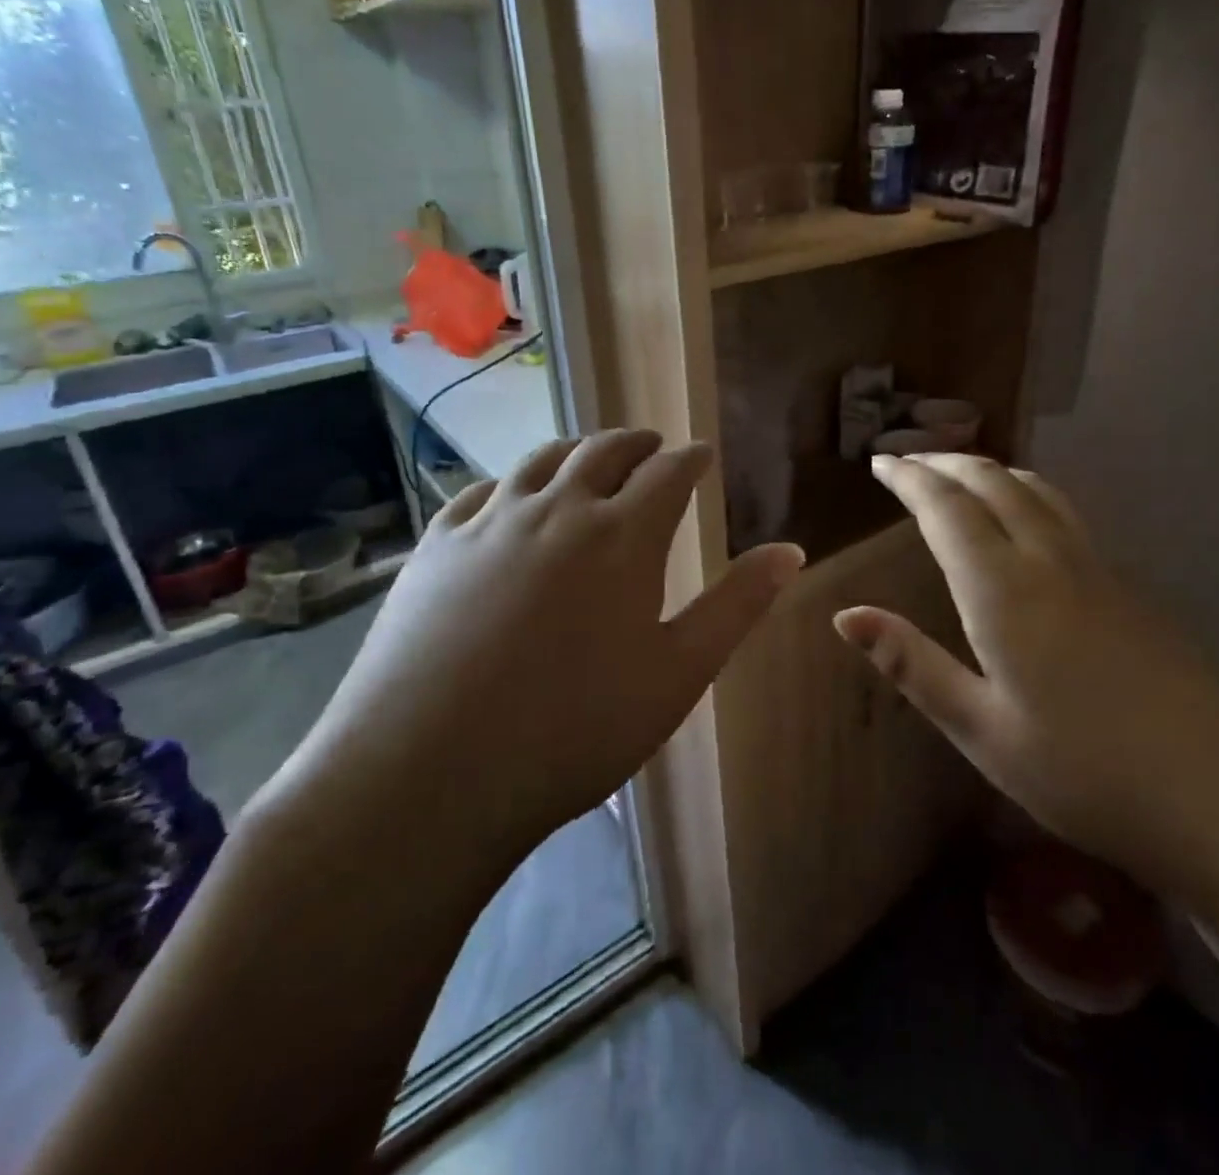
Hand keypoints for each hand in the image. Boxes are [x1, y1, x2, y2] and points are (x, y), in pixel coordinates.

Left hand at [264, 430, 803, 873]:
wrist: (428, 774)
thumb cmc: (574, 729)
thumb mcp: (677, 673)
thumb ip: (737, 605)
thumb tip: (790, 551)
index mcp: (622, 535)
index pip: (668, 472)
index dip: (691, 458)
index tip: (702, 454)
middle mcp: (557, 509)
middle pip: (604, 451)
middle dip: (637, 444)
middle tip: (653, 447)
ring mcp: (490, 522)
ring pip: (541, 460)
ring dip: (576, 450)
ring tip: (590, 457)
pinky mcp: (436, 546)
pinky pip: (481, 490)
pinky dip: (511, 481)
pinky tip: (510, 495)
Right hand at [835, 453, 1218, 886]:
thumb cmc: (1085, 771)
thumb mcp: (981, 729)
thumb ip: (912, 663)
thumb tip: (846, 616)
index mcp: (1003, 590)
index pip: (946, 509)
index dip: (909, 478)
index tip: (880, 462)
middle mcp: (1049, 560)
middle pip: (993, 482)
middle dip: (944, 463)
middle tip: (908, 460)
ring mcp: (1097, 568)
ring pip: (1036, 489)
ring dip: (989, 470)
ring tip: (959, 472)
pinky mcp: (1128, 586)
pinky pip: (1063, 512)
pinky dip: (1026, 491)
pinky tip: (1025, 516)